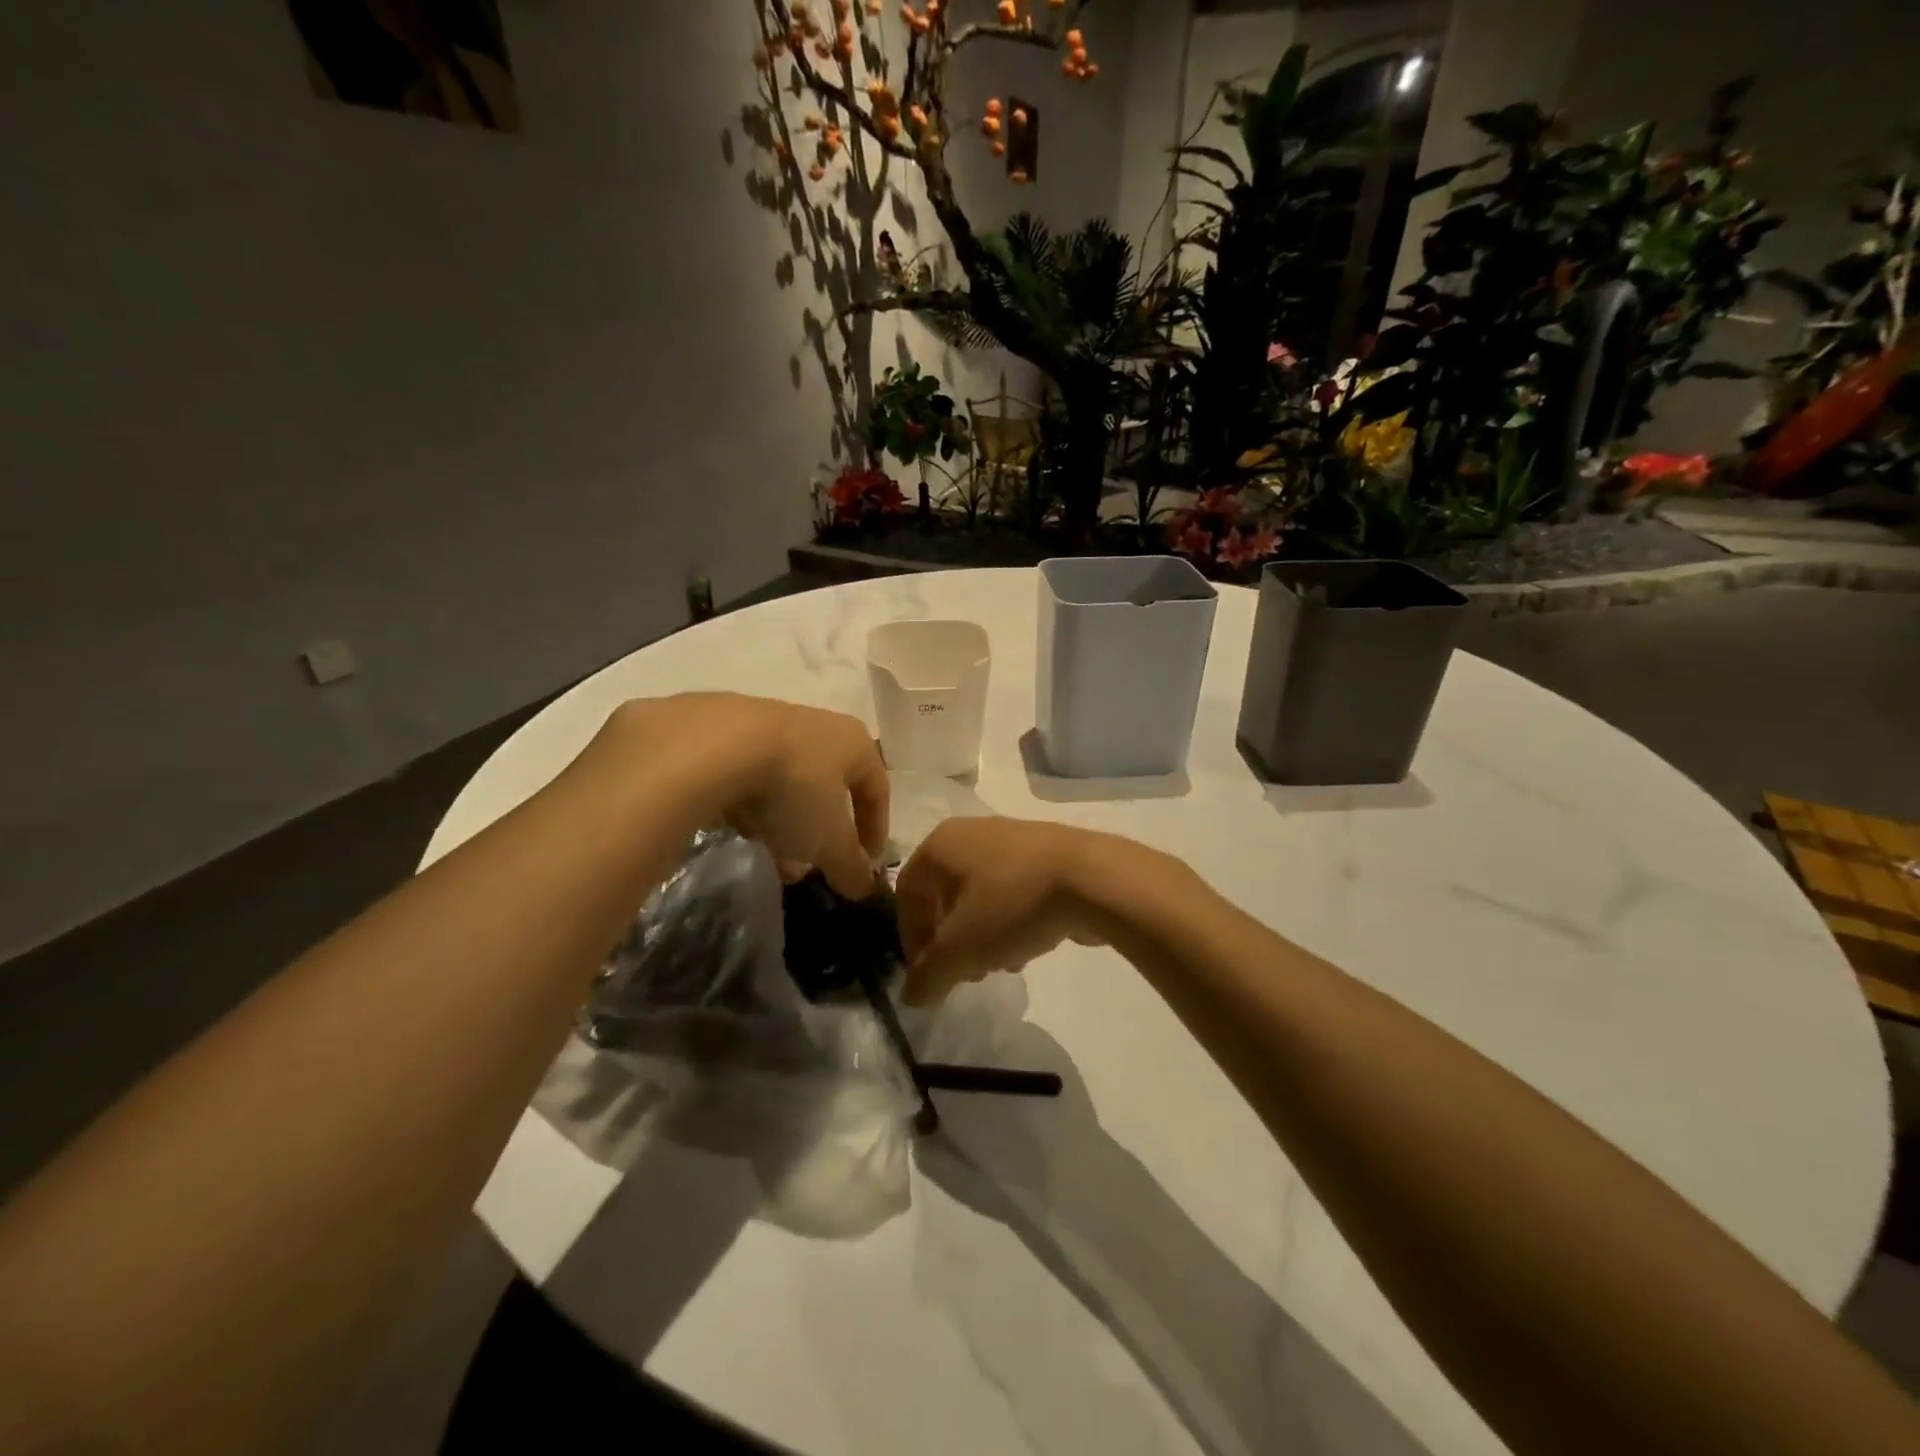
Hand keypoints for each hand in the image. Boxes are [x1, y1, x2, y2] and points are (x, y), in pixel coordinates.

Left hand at [607, 694, 887, 898]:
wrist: (711, 745)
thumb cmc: (792, 788)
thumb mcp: (828, 840)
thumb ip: (850, 865)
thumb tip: (864, 888)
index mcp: (853, 742)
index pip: (877, 789)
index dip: (875, 831)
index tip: (865, 865)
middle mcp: (817, 725)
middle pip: (828, 786)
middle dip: (822, 831)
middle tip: (812, 865)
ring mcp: (768, 722)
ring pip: (786, 781)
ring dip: (785, 821)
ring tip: (771, 855)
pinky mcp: (723, 728)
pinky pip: (749, 773)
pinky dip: (751, 803)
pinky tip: (737, 828)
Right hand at [896, 818, 1122, 1004]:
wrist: (1094, 878)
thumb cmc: (1013, 904)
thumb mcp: (961, 950)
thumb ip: (929, 976)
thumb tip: (911, 996)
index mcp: (942, 843)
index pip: (907, 892)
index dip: (910, 937)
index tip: (928, 973)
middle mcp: (972, 832)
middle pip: (944, 894)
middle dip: (949, 940)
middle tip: (964, 972)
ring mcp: (1013, 838)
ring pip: (980, 895)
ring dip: (981, 936)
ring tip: (1000, 966)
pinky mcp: (1047, 852)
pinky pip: (1013, 890)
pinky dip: (1011, 921)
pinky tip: (1029, 948)